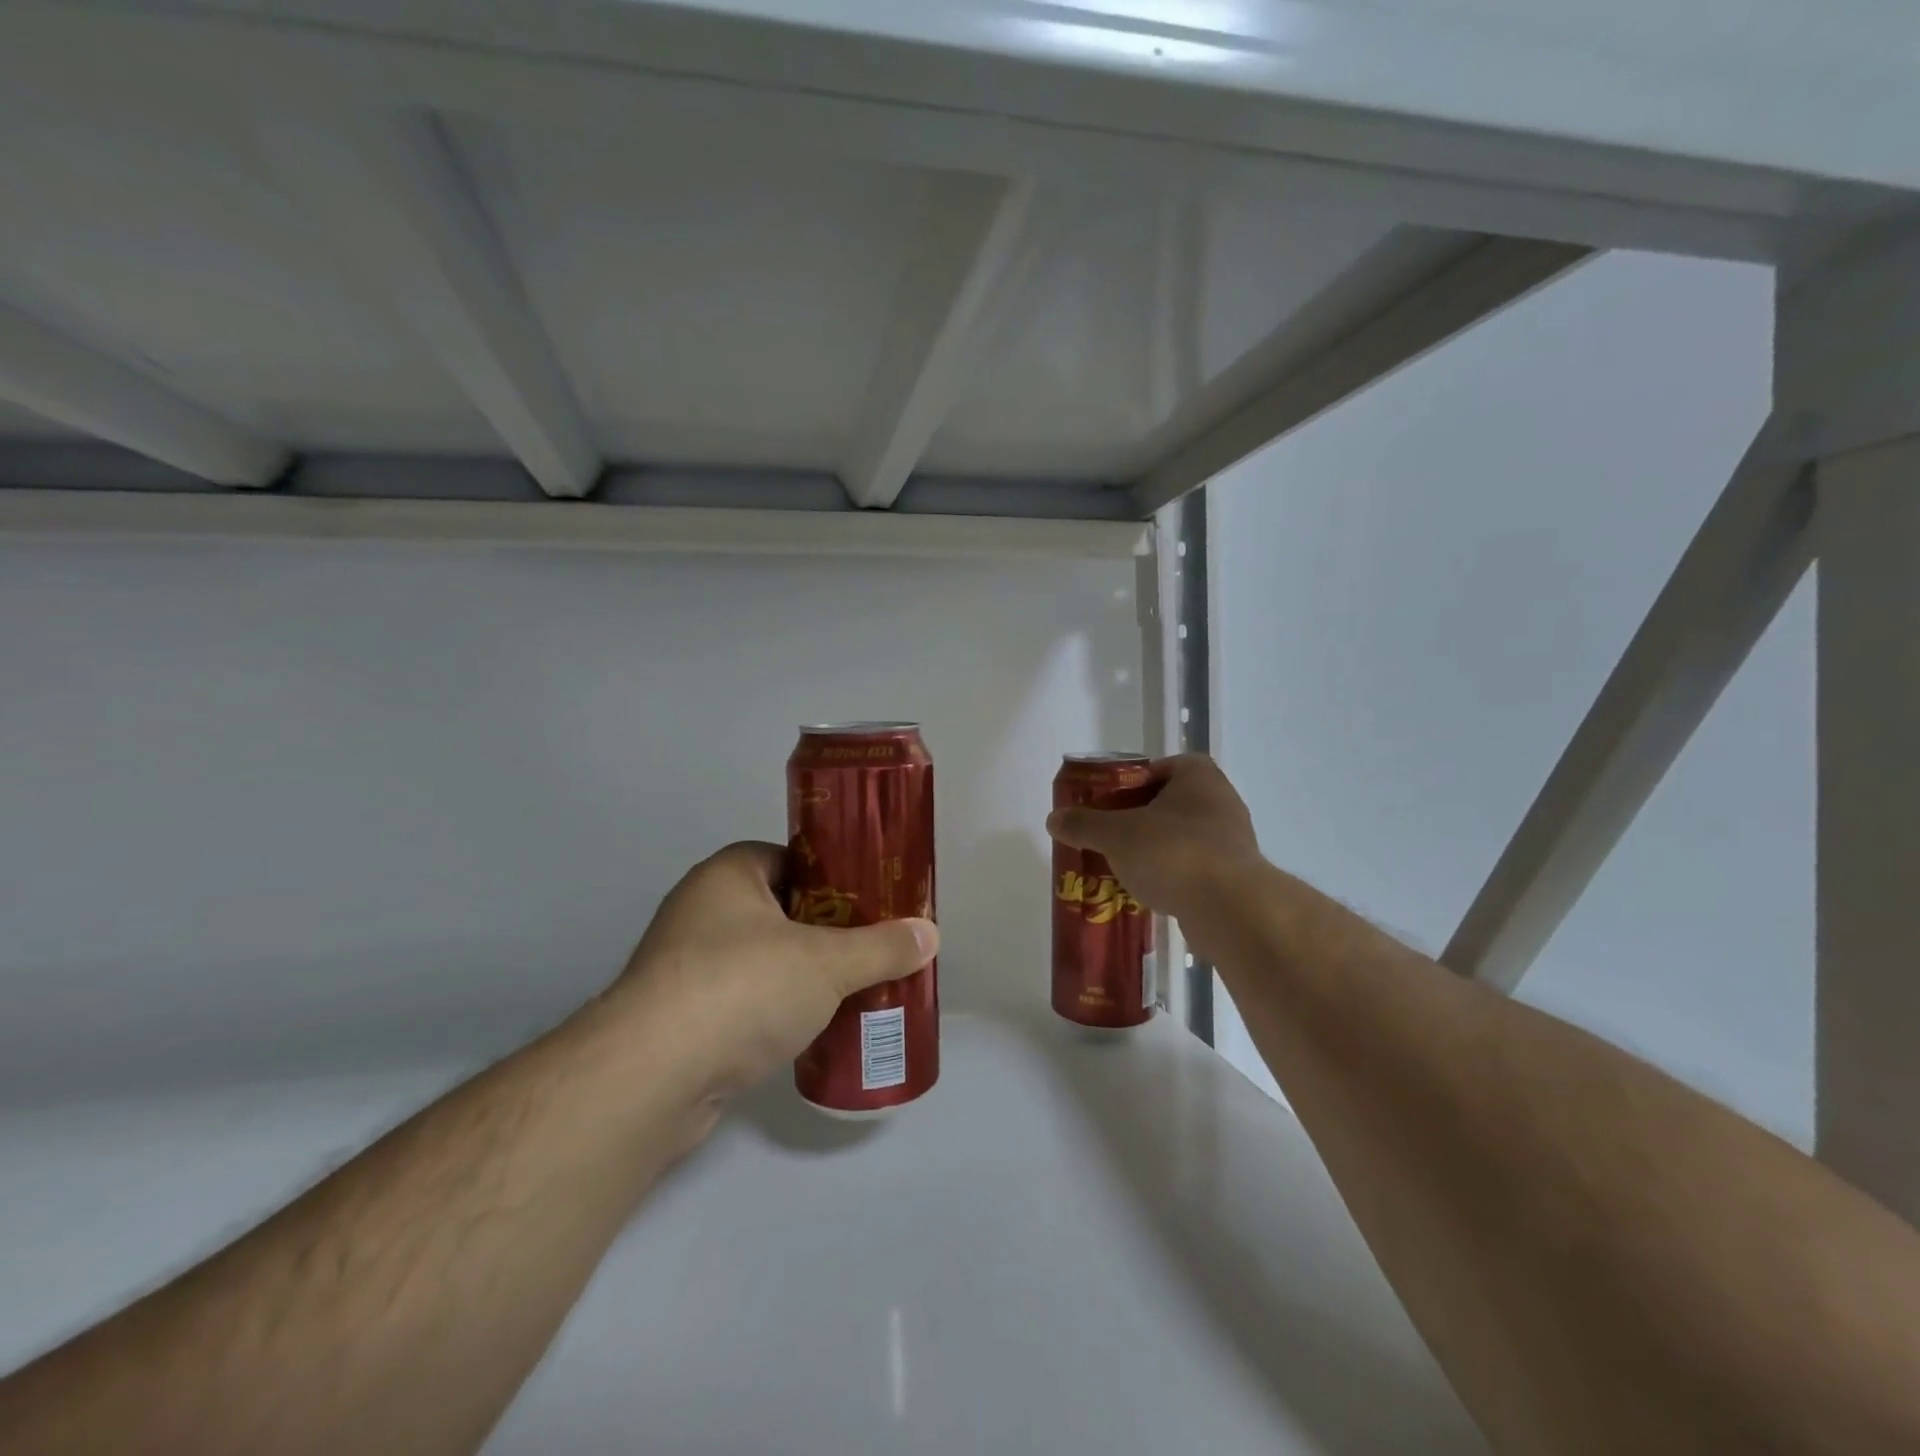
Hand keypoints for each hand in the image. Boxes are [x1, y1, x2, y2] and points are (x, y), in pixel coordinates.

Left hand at [607, 842, 936, 1103]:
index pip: (791, 859)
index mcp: (729, 874)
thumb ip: (882, 947)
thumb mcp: (827, 963)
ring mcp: (686, 966)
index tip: (871, 901)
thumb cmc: (742, 988)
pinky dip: (776, 1010)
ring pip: (763, 959)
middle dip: (826, 931)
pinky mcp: (681, 1017)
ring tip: (851, 989)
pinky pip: (744, 1000)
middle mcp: (701, 910)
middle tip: (871, 947)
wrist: (651, 1078)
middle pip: (781, 910)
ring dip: (802, 974)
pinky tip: (811, 1029)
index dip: (834, 877)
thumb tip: (930, 934)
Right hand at [1046, 754, 1262, 925]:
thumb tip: (1053, 818)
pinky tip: (1149, 891)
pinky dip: (1172, 876)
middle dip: (1139, 819)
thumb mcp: (1116, 834)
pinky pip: (1194, 868)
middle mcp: (1221, 800)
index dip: (1131, 781)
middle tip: (1109, 835)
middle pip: (1169, 803)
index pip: (1160, 767)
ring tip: (1123, 867)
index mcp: (1198, 776)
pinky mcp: (1235, 876)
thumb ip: (1083, 824)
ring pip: (1182, 837)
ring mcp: (1232, 840)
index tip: (1108, 803)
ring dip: (1155, 849)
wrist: (1231, 910)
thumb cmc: (1173, 853)